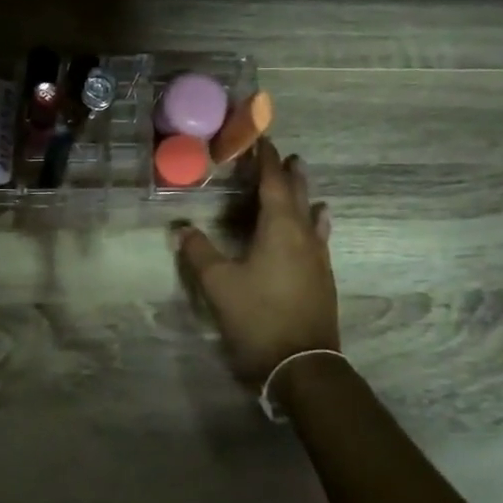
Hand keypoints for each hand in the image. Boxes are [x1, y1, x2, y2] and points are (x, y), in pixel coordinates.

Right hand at [174, 141, 338, 387]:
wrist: (302, 364)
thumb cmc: (258, 317)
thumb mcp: (219, 284)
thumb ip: (198, 252)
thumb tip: (181, 228)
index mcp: (280, 228)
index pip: (273, 182)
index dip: (265, 159)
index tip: (260, 137)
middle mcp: (304, 234)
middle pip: (297, 193)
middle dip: (287, 171)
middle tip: (281, 153)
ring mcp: (318, 256)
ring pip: (311, 212)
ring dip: (303, 192)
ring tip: (299, 176)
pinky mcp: (322, 276)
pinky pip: (318, 234)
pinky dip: (313, 219)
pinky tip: (317, 222)